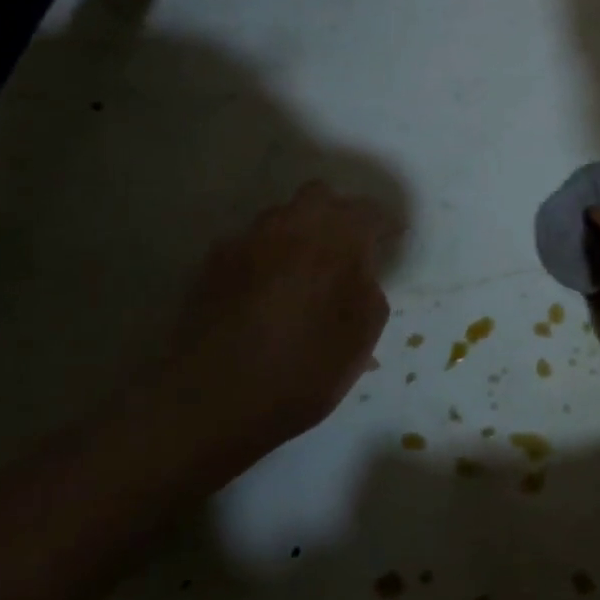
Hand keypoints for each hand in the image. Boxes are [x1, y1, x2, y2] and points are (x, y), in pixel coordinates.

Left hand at [141, 182, 392, 472]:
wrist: (208, 404)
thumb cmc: (301, 372)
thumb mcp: (360, 338)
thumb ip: (370, 290)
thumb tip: (360, 269)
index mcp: (335, 242)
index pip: (368, 211)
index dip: (384, 225)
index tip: (391, 243)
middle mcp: (290, 229)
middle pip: (320, 195)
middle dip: (338, 213)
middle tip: (347, 248)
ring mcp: (245, 243)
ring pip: (280, 215)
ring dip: (299, 231)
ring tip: (305, 269)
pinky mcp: (211, 265)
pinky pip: (249, 242)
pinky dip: (265, 254)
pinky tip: (267, 290)